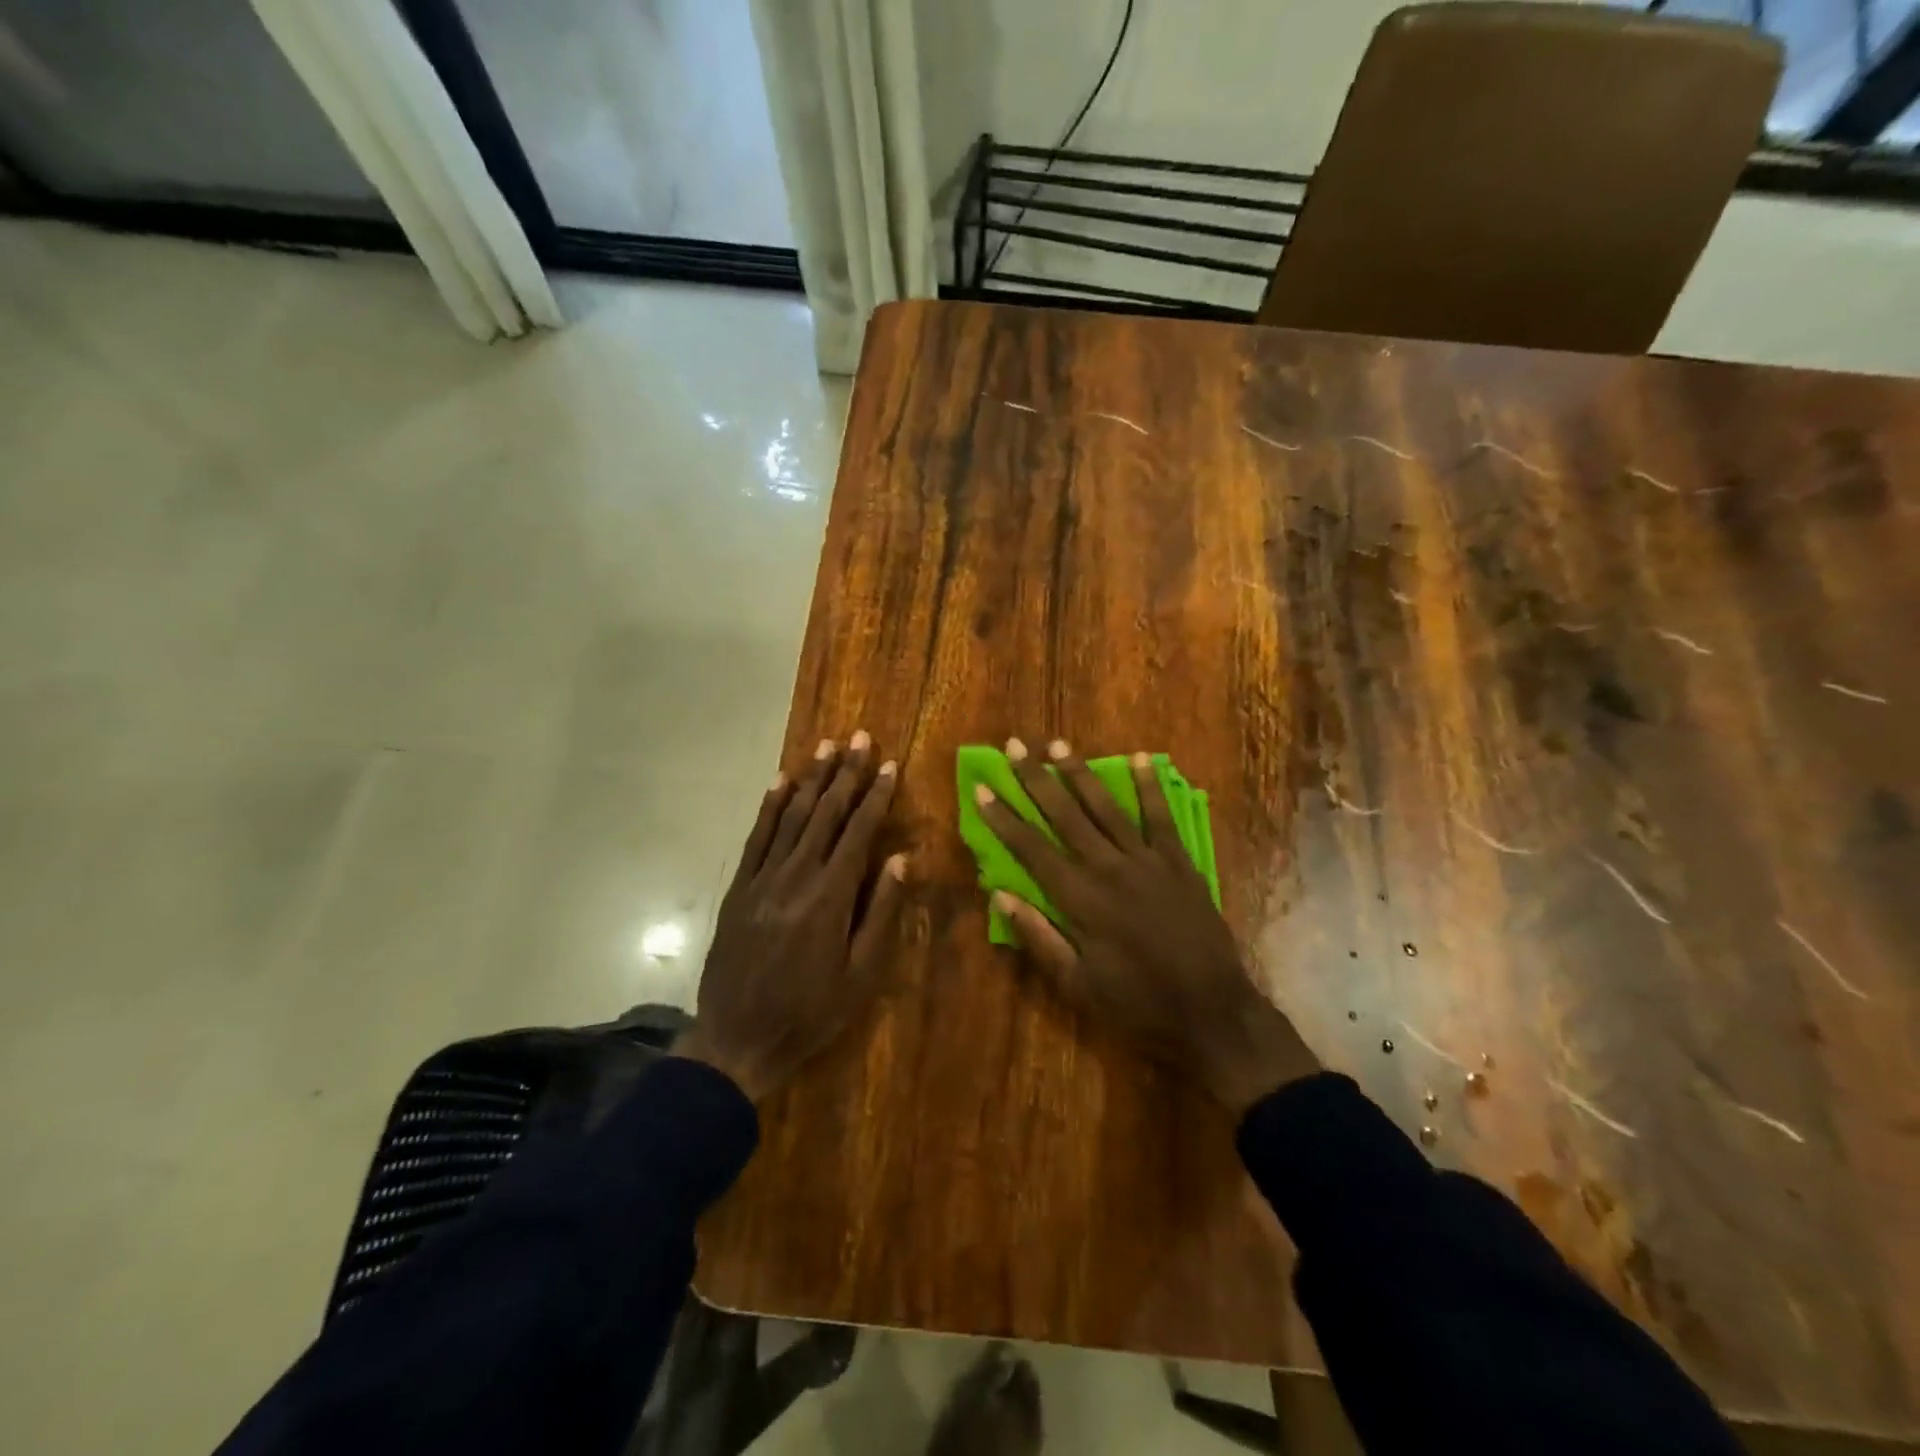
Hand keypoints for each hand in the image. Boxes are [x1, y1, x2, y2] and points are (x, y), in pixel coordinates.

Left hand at [674, 732, 906, 1101]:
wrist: (738, 1040)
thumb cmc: (811, 1012)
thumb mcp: (861, 974)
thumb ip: (881, 911)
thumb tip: (901, 858)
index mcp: (830, 896)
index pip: (858, 832)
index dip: (875, 796)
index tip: (889, 765)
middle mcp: (795, 876)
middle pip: (825, 813)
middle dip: (846, 773)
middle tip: (860, 737)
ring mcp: (762, 879)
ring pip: (791, 817)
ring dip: (811, 779)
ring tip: (827, 746)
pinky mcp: (739, 888)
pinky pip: (756, 837)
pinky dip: (770, 806)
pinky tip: (780, 781)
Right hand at [975, 738, 1318, 1115]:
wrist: (1211, 1012)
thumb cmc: (1137, 1005)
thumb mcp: (1076, 985)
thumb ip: (1038, 938)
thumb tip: (1000, 895)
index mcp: (1079, 900)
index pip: (1031, 849)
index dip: (1004, 817)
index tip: (982, 787)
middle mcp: (1108, 869)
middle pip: (1064, 815)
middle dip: (1035, 779)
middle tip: (1014, 745)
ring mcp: (1146, 861)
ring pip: (1105, 807)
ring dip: (1079, 773)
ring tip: (1057, 744)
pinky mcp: (1178, 862)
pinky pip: (1160, 817)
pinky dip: (1149, 786)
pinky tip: (1138, 758)